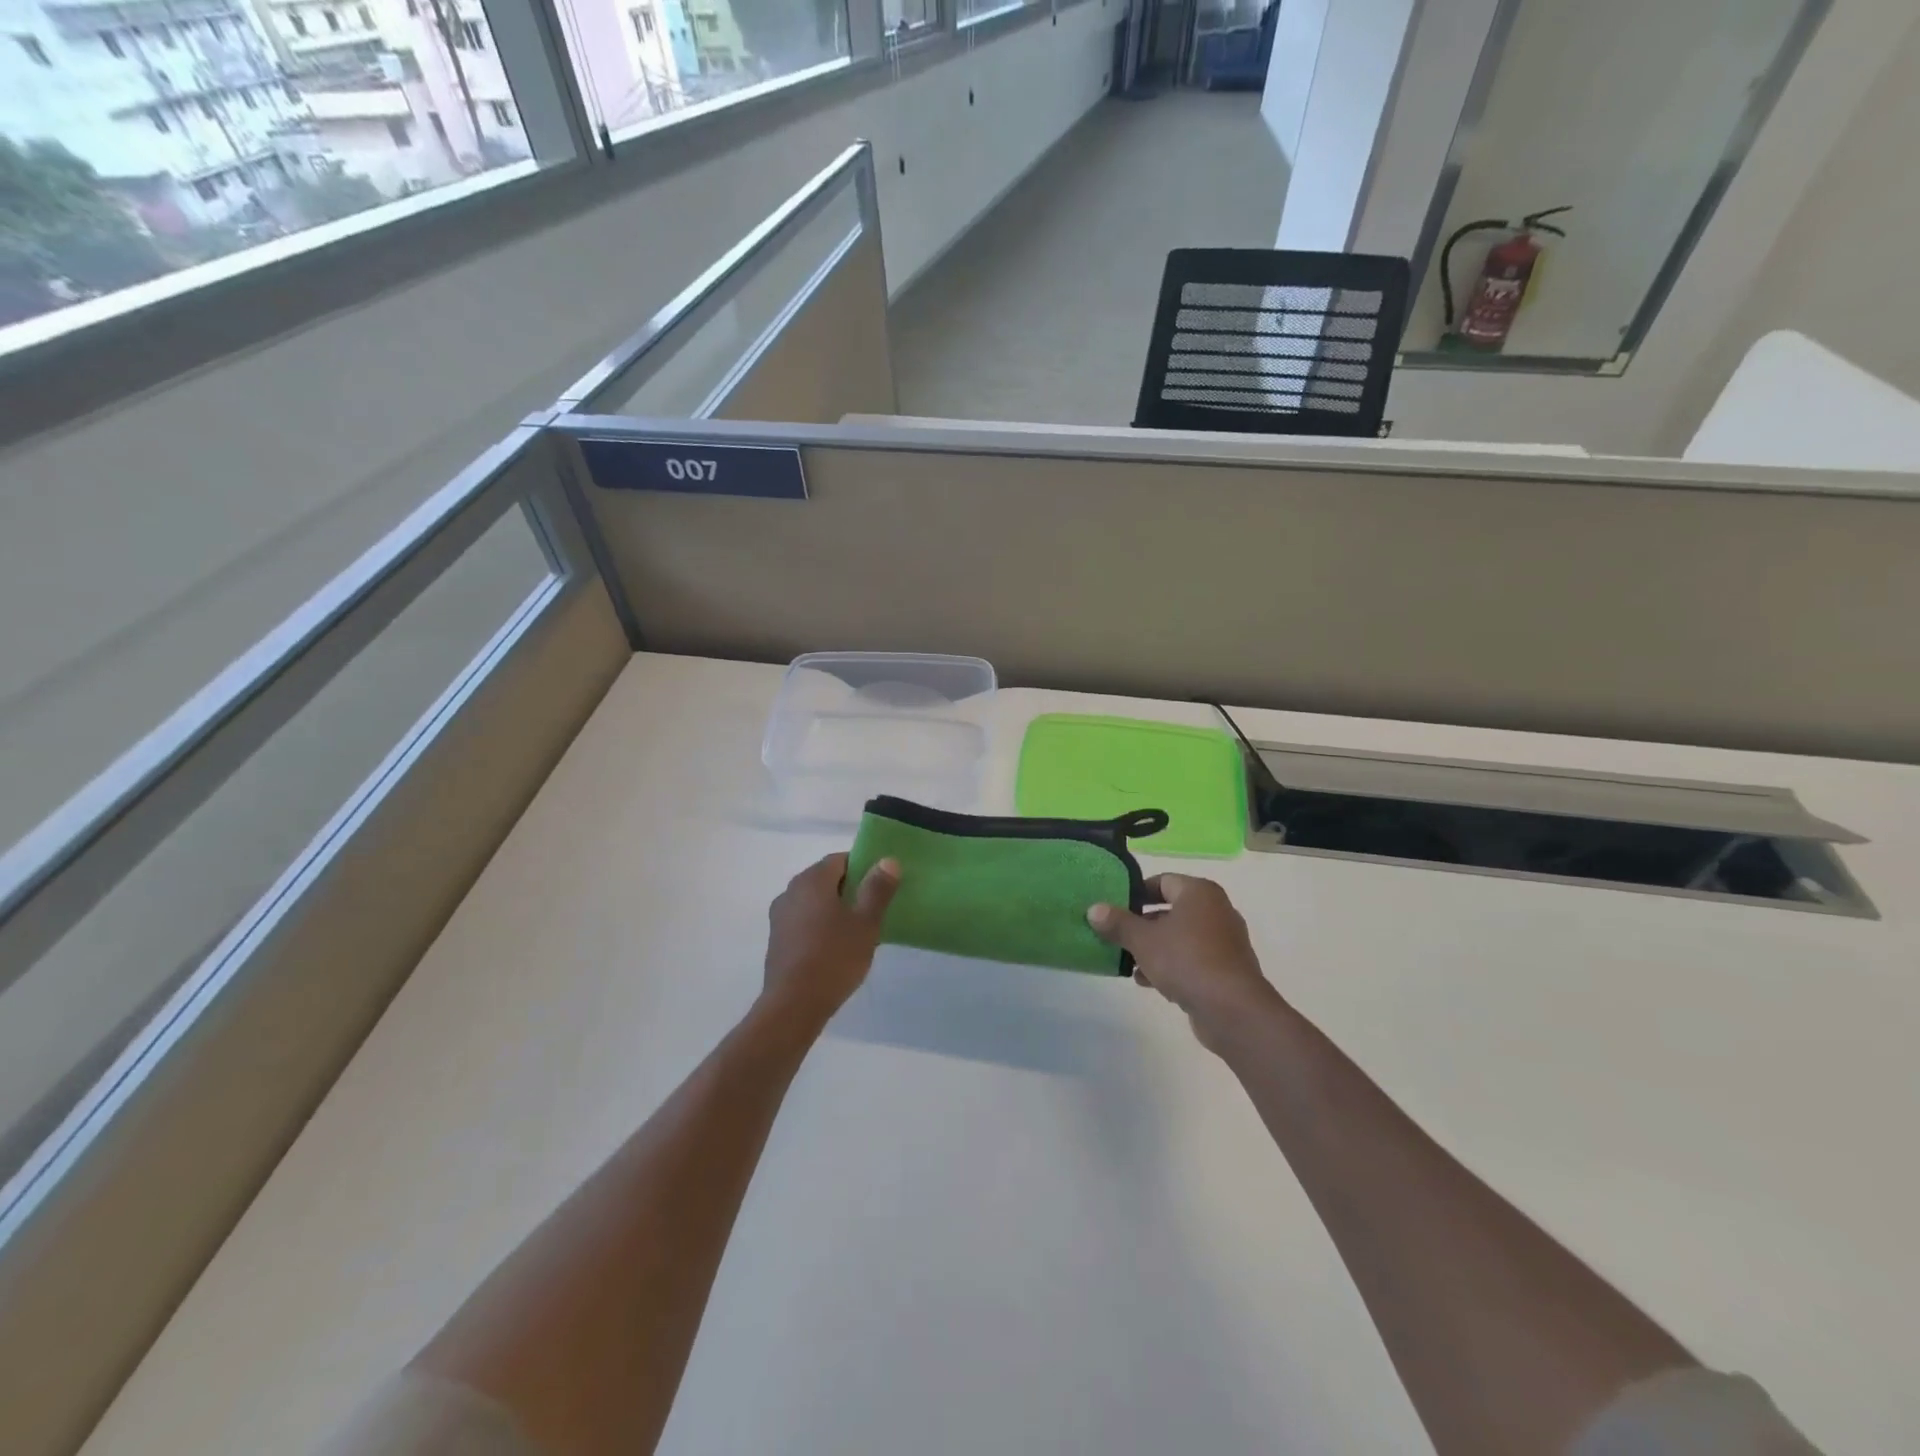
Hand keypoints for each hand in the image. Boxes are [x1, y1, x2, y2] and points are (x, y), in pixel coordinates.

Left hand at [761, 853, 900, 1032]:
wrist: (793, 1005)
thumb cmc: (834, 958)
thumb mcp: (866, 923)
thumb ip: (877, 889)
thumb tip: (888, 860)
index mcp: (812, 880)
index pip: (840, 860)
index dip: (863, 867)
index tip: (881, 885)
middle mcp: (791, 891)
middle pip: (825, 879)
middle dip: (850, 889)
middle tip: (874, 909)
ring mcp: (780, 916)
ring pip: (814, 902)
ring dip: (834, 909)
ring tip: (858, 931)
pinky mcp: (777, 940)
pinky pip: (803, 921)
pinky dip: (820, 926)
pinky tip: (835, 948)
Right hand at [1088, 875, 1280, 1052]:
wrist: (1232, 1010)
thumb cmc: (1186, 960)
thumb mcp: (1143, 940)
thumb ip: (1118, 923)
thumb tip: (1094, 909)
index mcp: (1199, 893)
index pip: (1162, 881)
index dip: (1136, 892)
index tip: (1113, 906)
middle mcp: (1216, 910)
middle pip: (1170, 910)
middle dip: (1141, 924)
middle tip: (1115, 934)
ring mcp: (1224, 941)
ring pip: (1179, 937)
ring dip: (1153, 948)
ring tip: (1127, 961)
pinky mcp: (1226, 969)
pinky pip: (1191, 959)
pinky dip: (1170, 965)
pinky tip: (1147, 981)